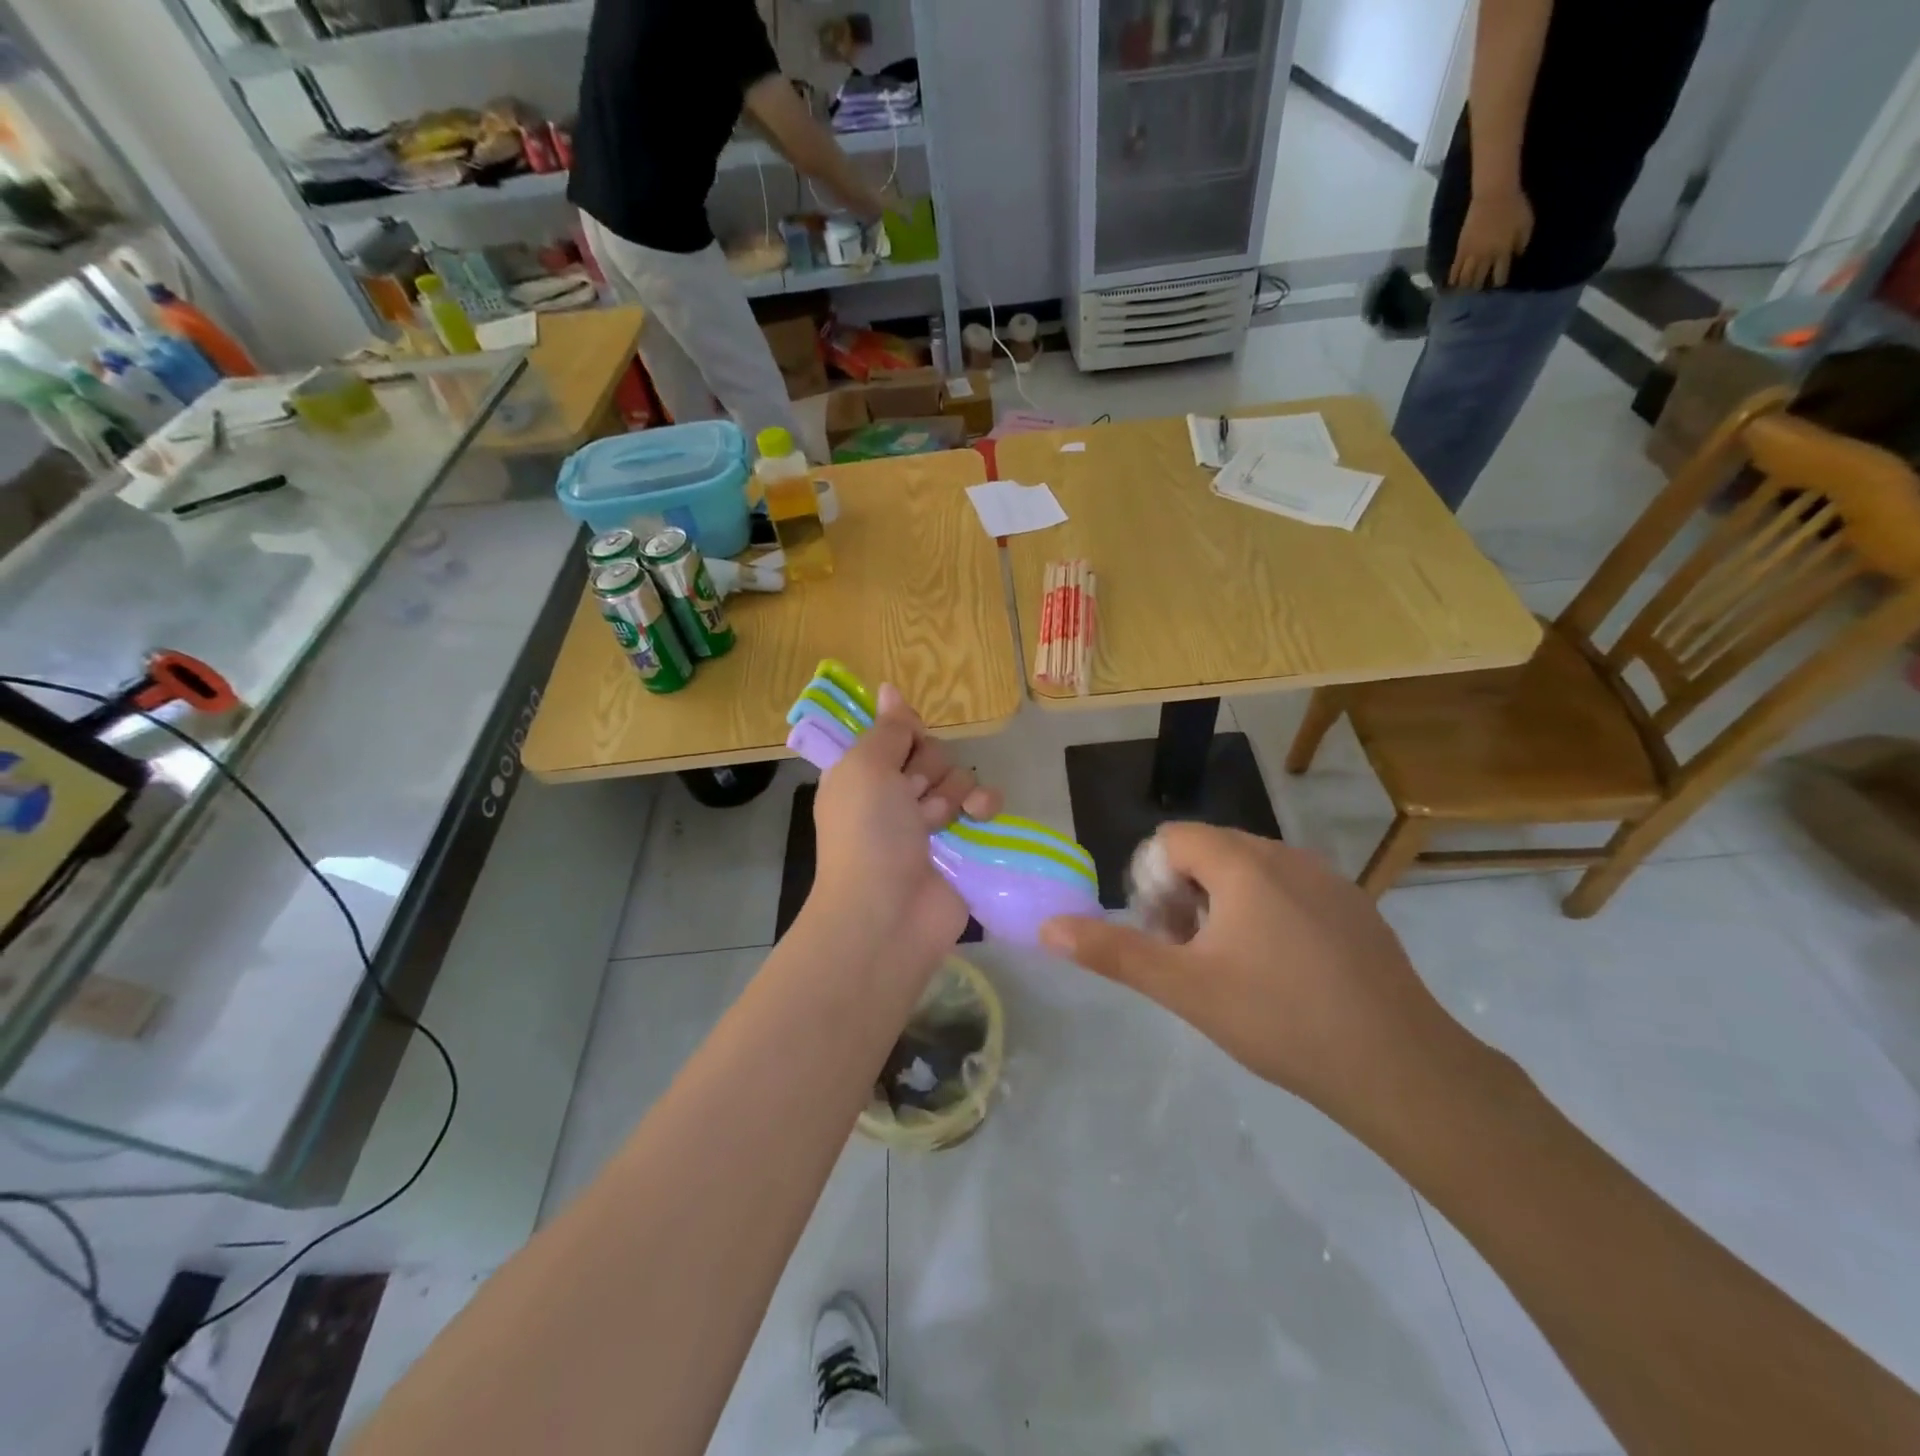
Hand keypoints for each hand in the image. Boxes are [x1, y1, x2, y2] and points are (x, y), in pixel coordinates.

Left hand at [809, 684, 1000, 962]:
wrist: (888, 913)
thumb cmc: (868, 833)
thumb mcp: (865, 768)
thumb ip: (887, 729)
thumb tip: (890, 689)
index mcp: (863, 773)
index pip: (896, 732)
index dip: (905, 733)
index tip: (905, 741)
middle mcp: (894, 794)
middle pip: (930, 752)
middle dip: (927, 770)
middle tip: (911, 797)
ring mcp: (929, 820)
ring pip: (958, 776)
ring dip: (950, 793)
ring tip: (935, 823)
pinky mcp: (962, 843)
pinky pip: (983, 805)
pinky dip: (984, 806)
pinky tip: (978, 816)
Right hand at [1039, 824, 1474, 1132]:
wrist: (1400, 1066)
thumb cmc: (1279, 1019)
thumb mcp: (1184, 988)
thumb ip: (1113, 952)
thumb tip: (1049, 927)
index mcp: (1242, 863)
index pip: (1172, 838)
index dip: (1154, 882)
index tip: (1168, 937)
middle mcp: (1285, 855)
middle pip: (1210, 851)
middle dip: (1185, 894)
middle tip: (1193, 956)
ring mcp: (1327, 879)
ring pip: (1251, 870)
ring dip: (1225, 904)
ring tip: (1235, 968)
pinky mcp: (1356, 906)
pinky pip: (1291, 889)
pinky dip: (1268, 913)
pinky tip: (1285, 973)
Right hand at [1450, 188, 1533, 289]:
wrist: (1494, 194)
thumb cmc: (1514, 206)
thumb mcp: (1527, 223)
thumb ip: (1522, 242)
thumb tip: (1516, 256)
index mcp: (1503, 251)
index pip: (1500, 274)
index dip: (1499, 281)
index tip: (1498, 284)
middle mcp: (1486, 257)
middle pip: (1480, 279)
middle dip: (1480, 286)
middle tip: (1479, 291)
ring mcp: (1471, 255)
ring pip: (1466, 278)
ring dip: (1465, 286)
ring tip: (1464, 291)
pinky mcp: (1461, 250)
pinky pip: (1455, 269)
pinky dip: (1452, 278)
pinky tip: (1451, 284)